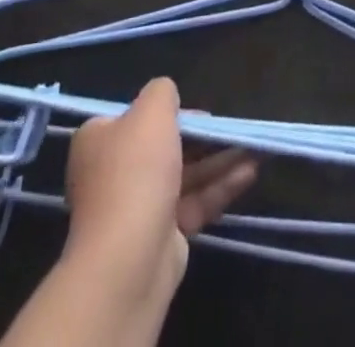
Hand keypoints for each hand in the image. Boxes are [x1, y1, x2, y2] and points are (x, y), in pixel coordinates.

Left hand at [63, 78, 257, 312]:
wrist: (127, 261)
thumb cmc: (136, 172)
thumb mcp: (152, 111)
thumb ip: (163, 92)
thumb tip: (167, 96)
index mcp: (100, 140)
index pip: (135, 117)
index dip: (168, 112)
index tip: (198, 112)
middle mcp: (114, 172)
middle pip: (164, 145)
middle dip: (202, 137)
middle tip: (231, 129)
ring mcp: (138, 206)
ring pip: (185, 174)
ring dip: (219, 160)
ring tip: (255, 148)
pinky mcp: (162, 235)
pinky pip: (195, 202)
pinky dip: (220, 186)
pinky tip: (250, 171)